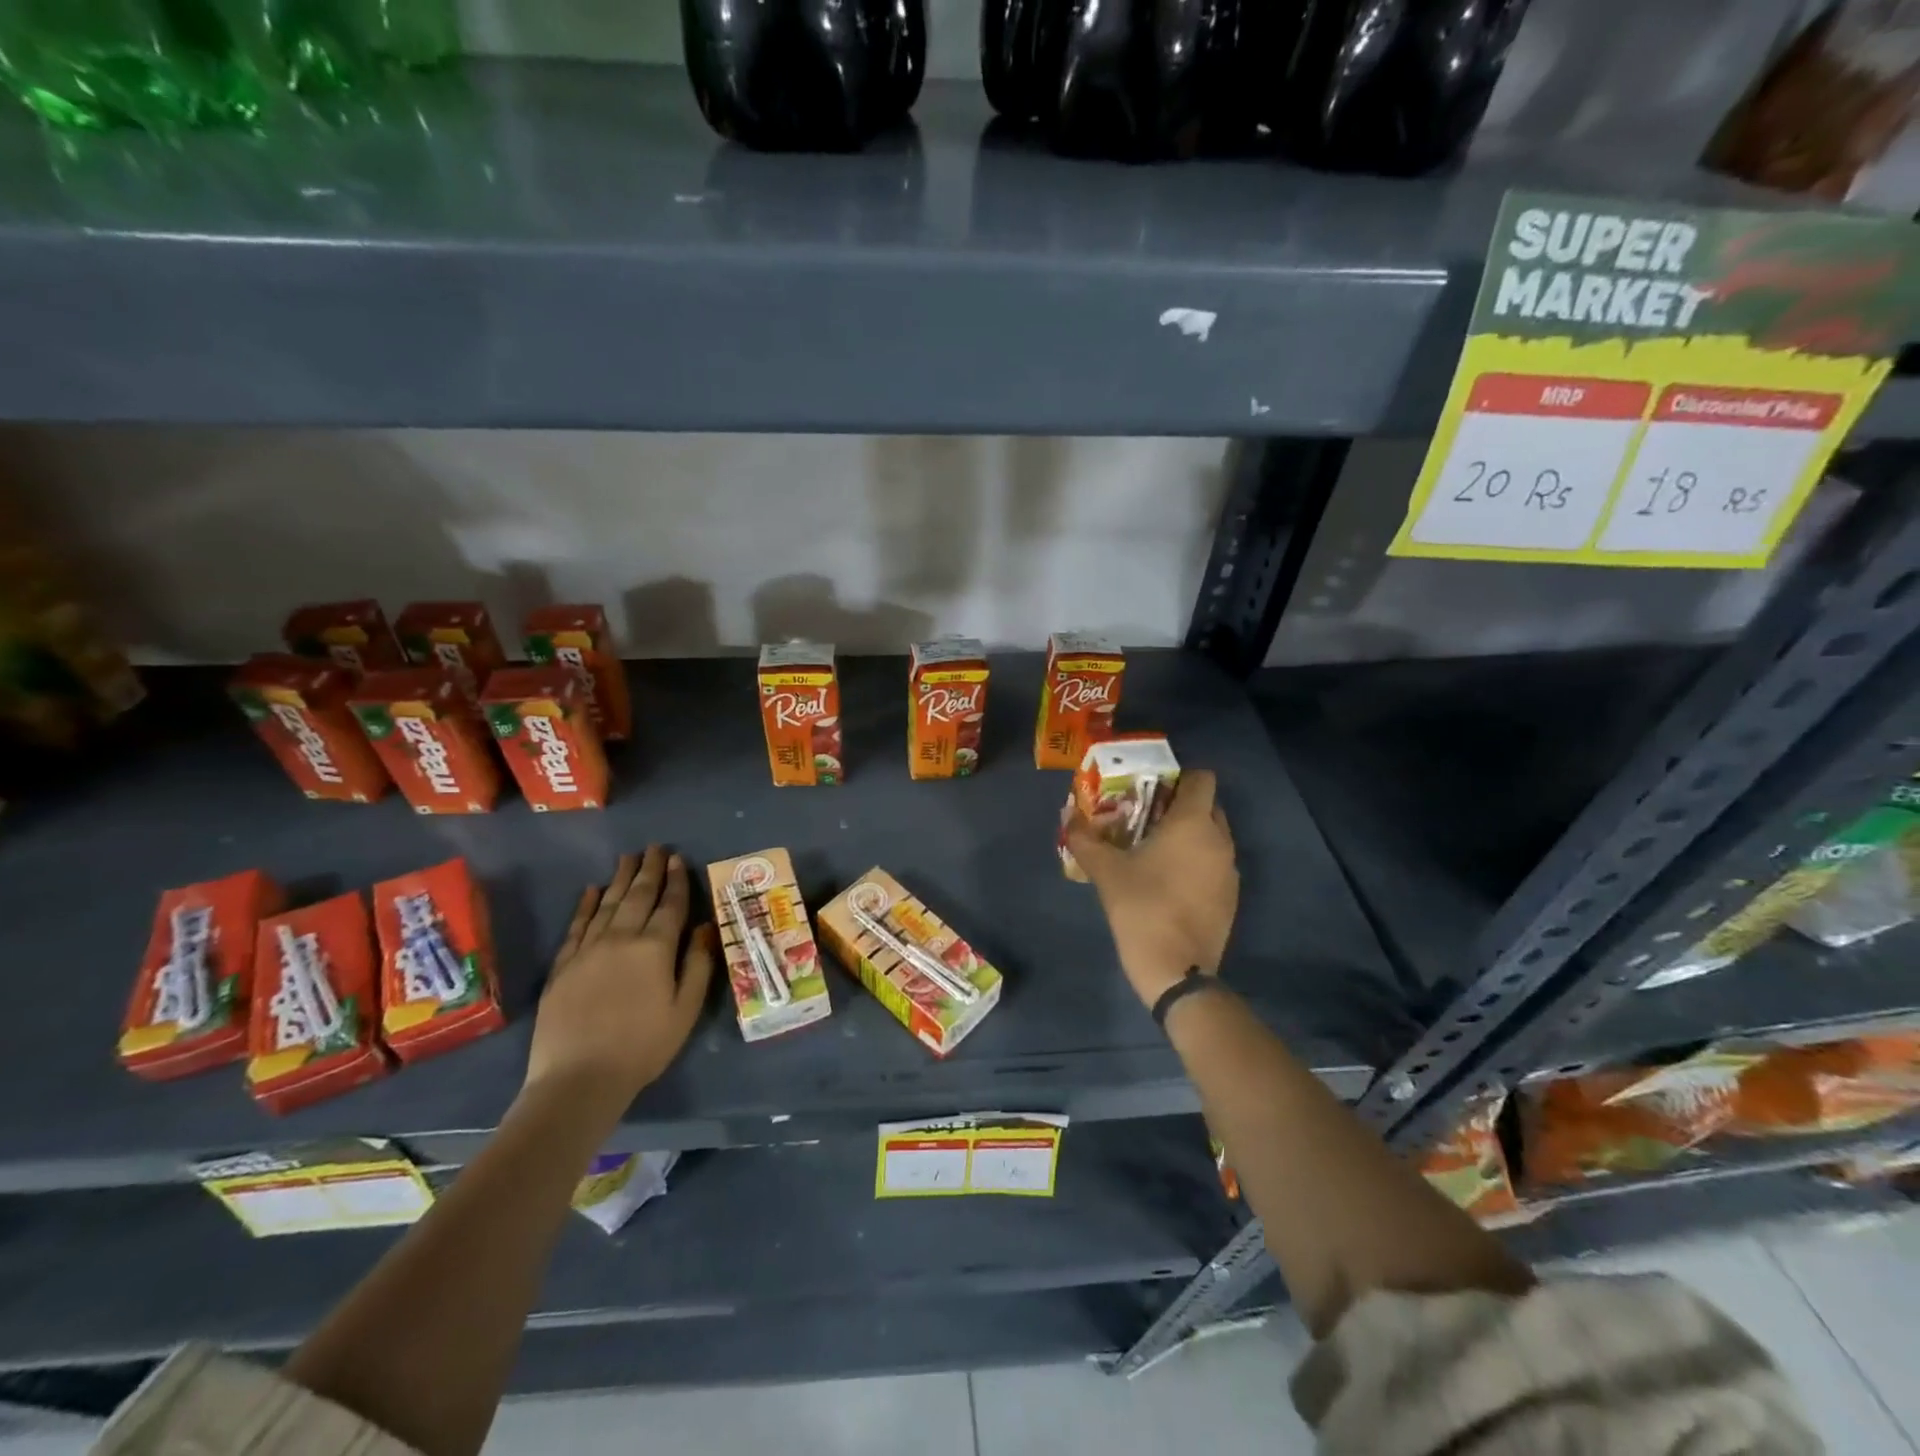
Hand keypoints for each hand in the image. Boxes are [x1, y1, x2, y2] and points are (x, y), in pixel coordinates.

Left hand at [522, 846, 715, 1126]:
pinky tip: (590, 890)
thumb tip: (703, 926)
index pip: (670, 904)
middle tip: (654, 847)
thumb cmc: (643, 1046)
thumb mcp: (685, 1009)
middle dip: (649, 870)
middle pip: (637, 896)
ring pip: (606, 904)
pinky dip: (585, 905)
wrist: (578, 1079)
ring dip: (620, 879)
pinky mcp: (563, 966)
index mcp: (655, 948)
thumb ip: (697, 964)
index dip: (677, 880)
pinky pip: (576, 926)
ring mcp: (588, 950)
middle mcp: (621, 938)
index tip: (678, 858)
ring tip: (628, 858)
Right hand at [1065, 768, 1238, 1008]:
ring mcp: (1229, 870)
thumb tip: (1068, 815)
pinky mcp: (1231, 897)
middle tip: (1145, 818)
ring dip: (1188, 836)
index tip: (1150, 789)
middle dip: (1179, 806)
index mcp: (1193, 823)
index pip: (1201, 778)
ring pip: (1211, 837)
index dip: (1178, 777)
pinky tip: (1168, 882)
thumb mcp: (1105, 871)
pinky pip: (1214, 864)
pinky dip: (1196, 863)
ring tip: (1153, 851)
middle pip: (1207, 806)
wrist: (1177, 971)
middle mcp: (1220, 840)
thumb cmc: (1141, 908)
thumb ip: (1085, 838)